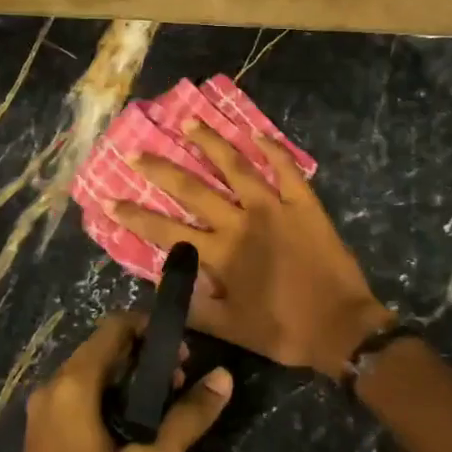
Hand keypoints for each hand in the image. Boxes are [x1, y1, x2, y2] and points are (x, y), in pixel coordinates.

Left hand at [0, 313, 231, 451]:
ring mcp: (42, 423)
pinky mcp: (44, 447)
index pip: (114, 328)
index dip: (153, 331)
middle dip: (146, 358)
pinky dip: (112, 404)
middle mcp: (50, 394)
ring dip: (132, 383)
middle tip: (184, 385)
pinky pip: (80, 405)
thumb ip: (188, 417)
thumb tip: (223, 376)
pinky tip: (138, 435)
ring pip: (93, 379)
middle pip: (103, 351)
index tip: (186, 355)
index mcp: (71, 387)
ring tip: (169, 412)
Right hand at [113, 122, 394, 377]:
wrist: (341, 328)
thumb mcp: (231, 329)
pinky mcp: (304, 203)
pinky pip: (286, 168)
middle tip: (137, 151)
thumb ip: (193, 306)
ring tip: (189, 121)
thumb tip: (160, 284)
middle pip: (194, 189)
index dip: (135, 216)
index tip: (109, 200)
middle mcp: (241, 222)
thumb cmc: (284, 330)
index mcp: (220, 254)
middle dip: (161, 169)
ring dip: (211, 143)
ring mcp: (275, 208)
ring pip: (236, 166)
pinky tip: (255, 132)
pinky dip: (271, 148)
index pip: (166, 231)